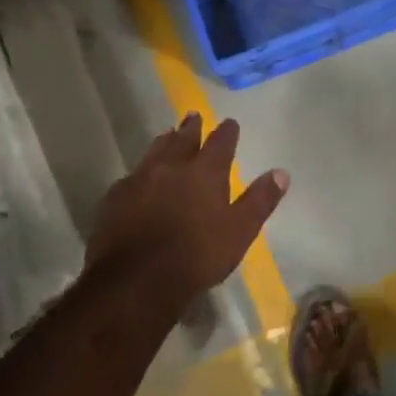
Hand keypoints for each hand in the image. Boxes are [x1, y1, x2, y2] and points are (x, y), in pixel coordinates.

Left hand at [84, 114, 288, 314]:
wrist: (136, 280)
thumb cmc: (197, 256)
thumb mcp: (240, 231)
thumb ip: (260, 200)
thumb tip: (281, 173)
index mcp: (205, 172)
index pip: (220, 143)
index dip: (227, 132)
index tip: (230, 123)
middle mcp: (172, 166)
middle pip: (183, 139)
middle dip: (191, 127)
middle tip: (193, 115)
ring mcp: (139, 179)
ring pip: (154, 151)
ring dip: (164, 141)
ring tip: (168, 134)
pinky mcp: (114, 198)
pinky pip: (131, 175)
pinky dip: (141, 171)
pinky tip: (138, 177)